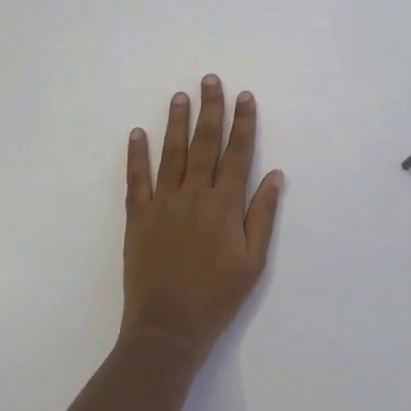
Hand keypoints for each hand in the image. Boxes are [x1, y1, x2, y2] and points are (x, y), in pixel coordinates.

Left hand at [122, 75, 282, 359]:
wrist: (167, 330)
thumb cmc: (217, 298)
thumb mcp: (253, 262)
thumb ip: (262, 216)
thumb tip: (275, 176)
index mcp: (225, 206)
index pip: (238, 154)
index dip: (243, 123)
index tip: (245, 97)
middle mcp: (194, 196)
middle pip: (204, 144)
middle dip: (210, 110)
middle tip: (210, 80)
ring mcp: (163, 205)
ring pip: (171, 154)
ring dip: (176, 122)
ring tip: (180, 96)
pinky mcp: (138, 218)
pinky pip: (136, 180)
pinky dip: (136, 155)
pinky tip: (137, 134)